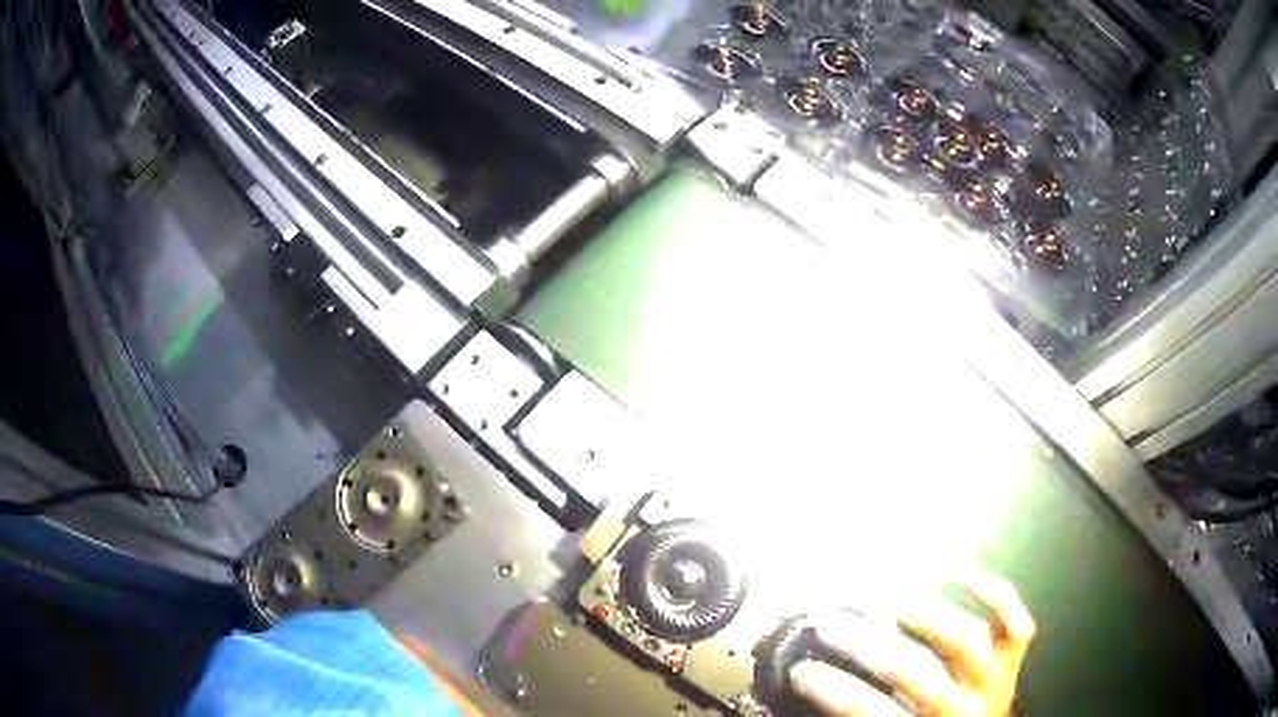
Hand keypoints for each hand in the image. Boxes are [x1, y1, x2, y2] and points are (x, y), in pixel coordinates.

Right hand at [789, 572, 1035, 716]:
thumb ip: (863, 715)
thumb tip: (818, 677)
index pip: (870, 710)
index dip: (833, 690)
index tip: (799, 670)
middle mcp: (962, 708)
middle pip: (916, 672)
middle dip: (868, 646)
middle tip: (830, 624)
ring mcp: (993, 681)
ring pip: (967, 641)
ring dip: (927, 616)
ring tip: (890, 596)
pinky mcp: (1011, 662)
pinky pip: (1015, 626)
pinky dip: (995, 595)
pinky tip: (964, 574)